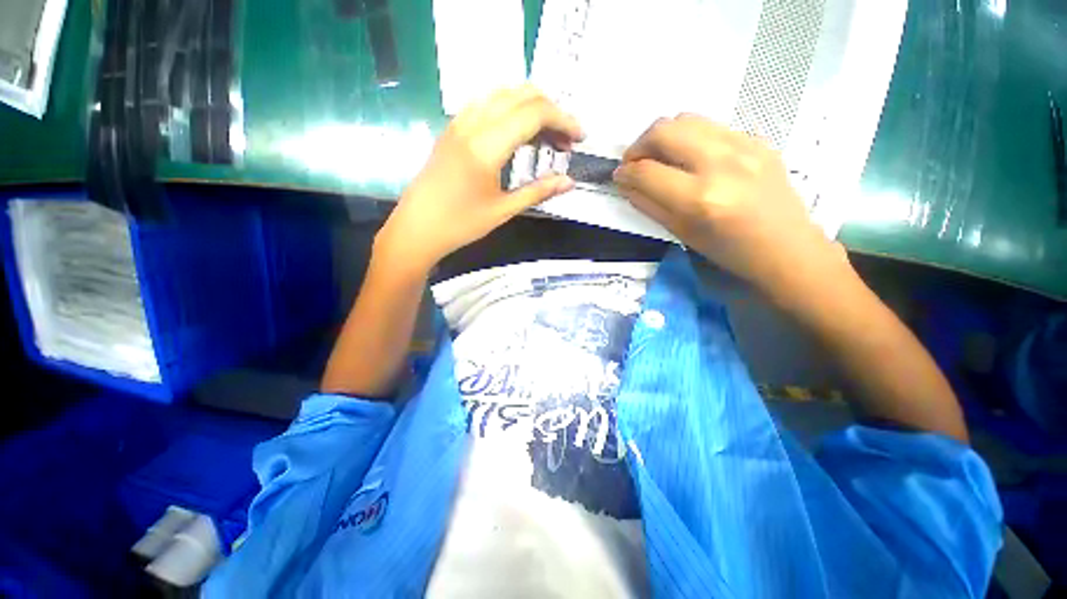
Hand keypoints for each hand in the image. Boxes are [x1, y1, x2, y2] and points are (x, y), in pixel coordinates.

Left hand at [376, 86, 583, 272]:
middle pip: (521, 95)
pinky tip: (518, 134)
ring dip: (531, 108)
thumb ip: (538, 192)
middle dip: (551, 111)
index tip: (580, 138)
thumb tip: (569, 182)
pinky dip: (511, 110)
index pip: (534, 113)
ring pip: (503, 94)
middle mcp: (472, 123)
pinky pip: (487, 104)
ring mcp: (459, 122)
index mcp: (486, 145)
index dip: (563, 120)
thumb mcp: (503, 211)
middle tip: (565, 141)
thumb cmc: (460, 225)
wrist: (416, 229)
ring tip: (546, 138)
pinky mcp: (452, 128)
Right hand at [613, 114, 842, 299]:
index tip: (618, 176)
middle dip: (639, 145)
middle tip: (634, 162)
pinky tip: (690, 158)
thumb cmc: (728, 252)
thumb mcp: (681, 234)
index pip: (647, 172)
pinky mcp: (757, 139)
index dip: (625, 173)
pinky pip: (710, 127)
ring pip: (687, 119)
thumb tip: (626, 184)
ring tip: (658, 156)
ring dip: (663, 136)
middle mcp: (721, 163)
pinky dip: (690, 138)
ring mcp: (744, 145)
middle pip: (664, 131)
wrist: (786, 248)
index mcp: (700, 198)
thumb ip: (649, 206)